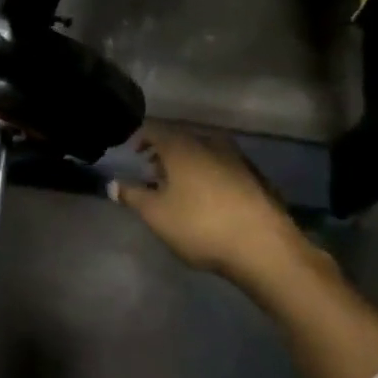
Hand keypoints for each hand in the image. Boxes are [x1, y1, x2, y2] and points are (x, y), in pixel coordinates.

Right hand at [110, 122, 333, 287]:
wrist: (264, 247)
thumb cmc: (201, 226)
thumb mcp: (156, 215)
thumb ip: (132, 196)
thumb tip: (113, 184)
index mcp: (182, 146)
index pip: (154, 129)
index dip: (140, 138)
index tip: (132, 154)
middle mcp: (210, 143)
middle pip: (180, 138)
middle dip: (164, 153)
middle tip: (152, 173)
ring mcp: (237, 158)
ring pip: (204, 151)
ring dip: (188, 164)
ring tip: (179, 188)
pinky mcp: (256, 177)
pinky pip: (223, 166)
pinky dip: (209, 173)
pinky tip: (209, 198)